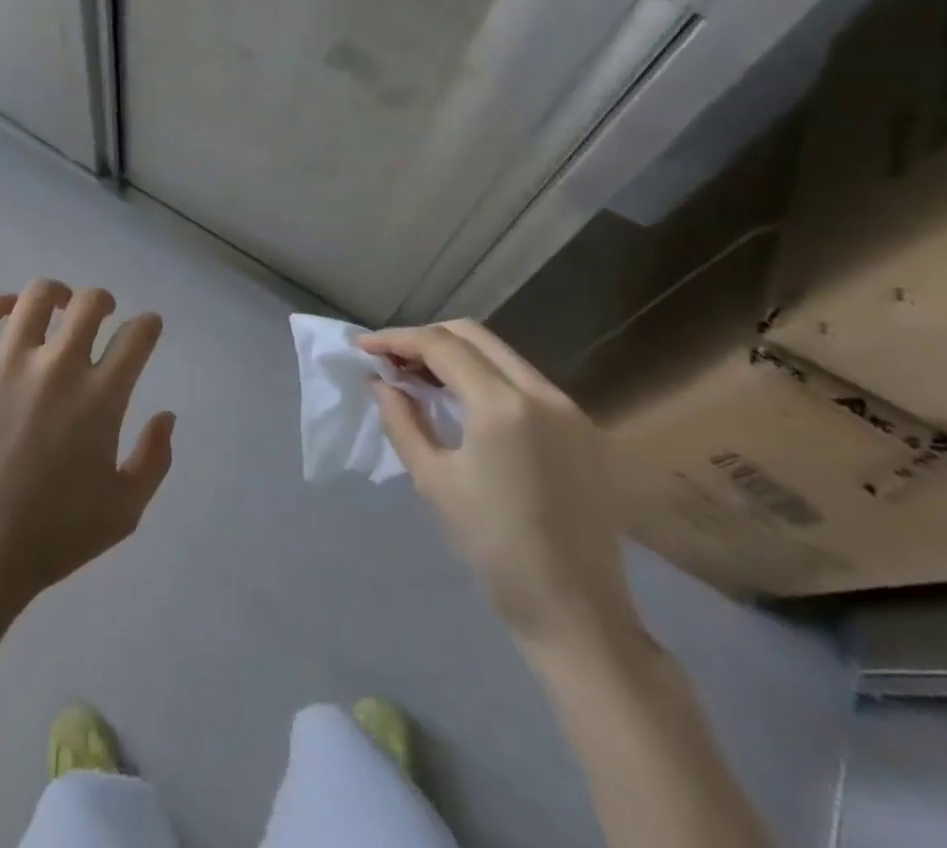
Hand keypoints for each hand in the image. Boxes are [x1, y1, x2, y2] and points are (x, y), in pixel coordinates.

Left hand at [0, 279, 175, 623]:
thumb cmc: (52, 538)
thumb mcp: (124, 511)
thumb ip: (155, 459)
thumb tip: (167, 415)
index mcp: (100, 398)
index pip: (137, 336)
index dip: (148, 325)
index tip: (147, 328)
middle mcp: (57, 368)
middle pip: (90, 302)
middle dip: (105, 301)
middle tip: (102, 315)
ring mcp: (5, 363)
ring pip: (37, 297)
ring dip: (58, 295)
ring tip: (58, 307)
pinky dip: (1, 304)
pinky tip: (11, 314)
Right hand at [362, 320, 638, 654]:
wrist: (576, 611)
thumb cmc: (493, 547)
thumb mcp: (434, 480)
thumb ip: (402, 420)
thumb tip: (381, 382)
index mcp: (503, 406)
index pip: (441, 345)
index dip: (396, 340)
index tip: (363, 348)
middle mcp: (542, 393)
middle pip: (474, 336)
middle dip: (426, 339)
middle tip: (391, 359)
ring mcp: (569, 408)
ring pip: (501, 354)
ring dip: (457, 355)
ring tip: (420, 377)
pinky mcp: (582, 428)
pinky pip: (524, 380)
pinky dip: (486, 376)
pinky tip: (463, 401)